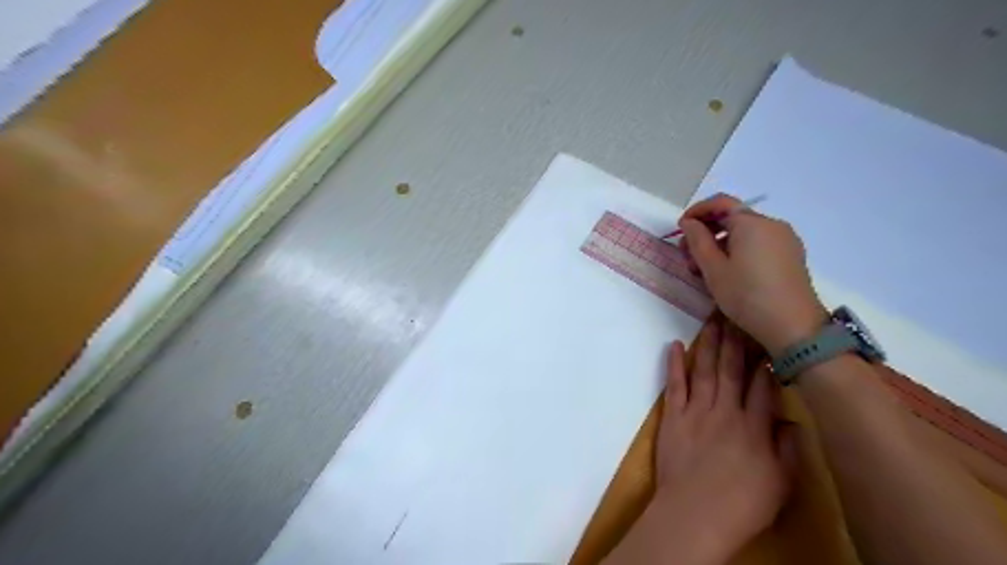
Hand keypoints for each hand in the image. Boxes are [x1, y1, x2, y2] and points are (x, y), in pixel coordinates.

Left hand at [657, 318, 799, 556]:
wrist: (694, 514)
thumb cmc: (743, 505)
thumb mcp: (782, 484)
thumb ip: (788, 449)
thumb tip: (791, 420)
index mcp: (755, 426)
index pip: (763, 384)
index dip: (765, 358)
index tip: (765, 335)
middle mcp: (726, 410)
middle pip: (732, 368)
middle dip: (735, 339)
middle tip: (736, 312)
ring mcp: (696, 410)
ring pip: (705, 369)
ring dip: (709, 343)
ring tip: (712, 318)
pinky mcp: (673, 416)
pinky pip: (674, 385)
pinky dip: (674, 364)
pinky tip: (676, 344)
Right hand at [676, 193, 826, 351]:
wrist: (793, 326)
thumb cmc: (747, 295)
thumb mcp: (713, 269)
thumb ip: (698, 240)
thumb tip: (690, 223)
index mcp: (751, 223)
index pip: (720, 203)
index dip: (697, 211)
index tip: (680, 229)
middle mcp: (771, 224)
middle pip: (732, 218)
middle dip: (706, 232)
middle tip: (687, 255)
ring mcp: (784, 240)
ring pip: (744, 233)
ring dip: (720, 244)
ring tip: (704, 270)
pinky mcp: (790, 256)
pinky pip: (758, 244)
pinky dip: (738, 251)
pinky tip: (728, 273)